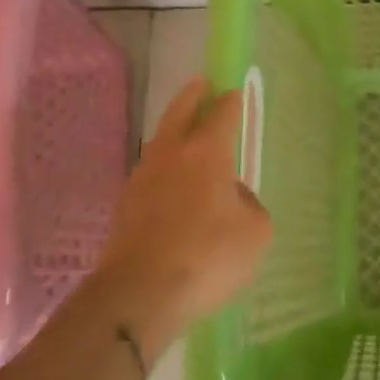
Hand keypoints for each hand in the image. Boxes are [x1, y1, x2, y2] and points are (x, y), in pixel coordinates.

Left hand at [98, 80, 271, 335]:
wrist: (137, 296)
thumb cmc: (206, 257)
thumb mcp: (255, 233)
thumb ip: (250, 206)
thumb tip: (233, 198)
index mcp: (208, 152)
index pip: (222, 114)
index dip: (231, 101)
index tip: (235, 92)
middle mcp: (172, 154)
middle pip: (181, 112)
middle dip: (193, 95)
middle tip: (201, 83)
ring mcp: (143, 178)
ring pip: (160, 141)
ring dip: (173, 129)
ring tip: (184, 131)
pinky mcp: (124, 206)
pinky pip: (149, 172)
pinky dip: (162, 166)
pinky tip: (170, 181)